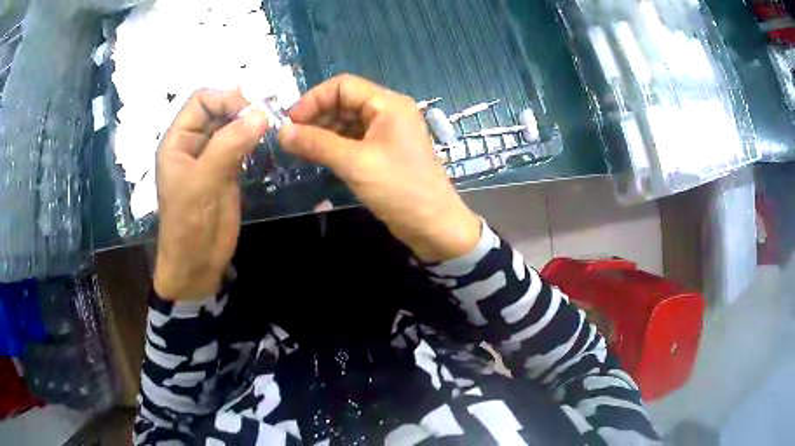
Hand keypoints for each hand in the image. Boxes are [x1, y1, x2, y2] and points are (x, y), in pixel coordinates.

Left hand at [154, 89, 268, 300]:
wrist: (196, 265)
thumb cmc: (189, 225)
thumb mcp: (203, 183)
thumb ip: (229, 145)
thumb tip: (262, 114)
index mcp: (178, 140)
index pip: (201, 101)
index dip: (225, 99)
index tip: (251, 112)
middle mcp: (193, 143)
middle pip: (218, 110)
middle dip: (241, 110)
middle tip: (268, 120)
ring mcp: (211, 157)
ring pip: (232, 126)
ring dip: (250, 124)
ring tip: (270, 129)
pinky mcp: (227, 171)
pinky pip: (241, 145)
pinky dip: (254, 140)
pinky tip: (265, 145)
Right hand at [279, 74, 480, 261]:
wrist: (434, 226)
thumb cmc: (399, 189)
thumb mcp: (354, 163)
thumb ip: (316, 143)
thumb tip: (281, 132)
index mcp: (387, 104)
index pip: (343, 85)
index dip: (313, 99)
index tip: (290, 122)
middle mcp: (388, 112)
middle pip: (344, 102)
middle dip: (316, 116)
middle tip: (291, 139)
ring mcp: (387, 133)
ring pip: (347, 122)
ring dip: (323, 132)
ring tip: (299, 150)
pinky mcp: (384, 152)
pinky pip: (354, 140)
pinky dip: (334, 145)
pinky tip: (317, 157)